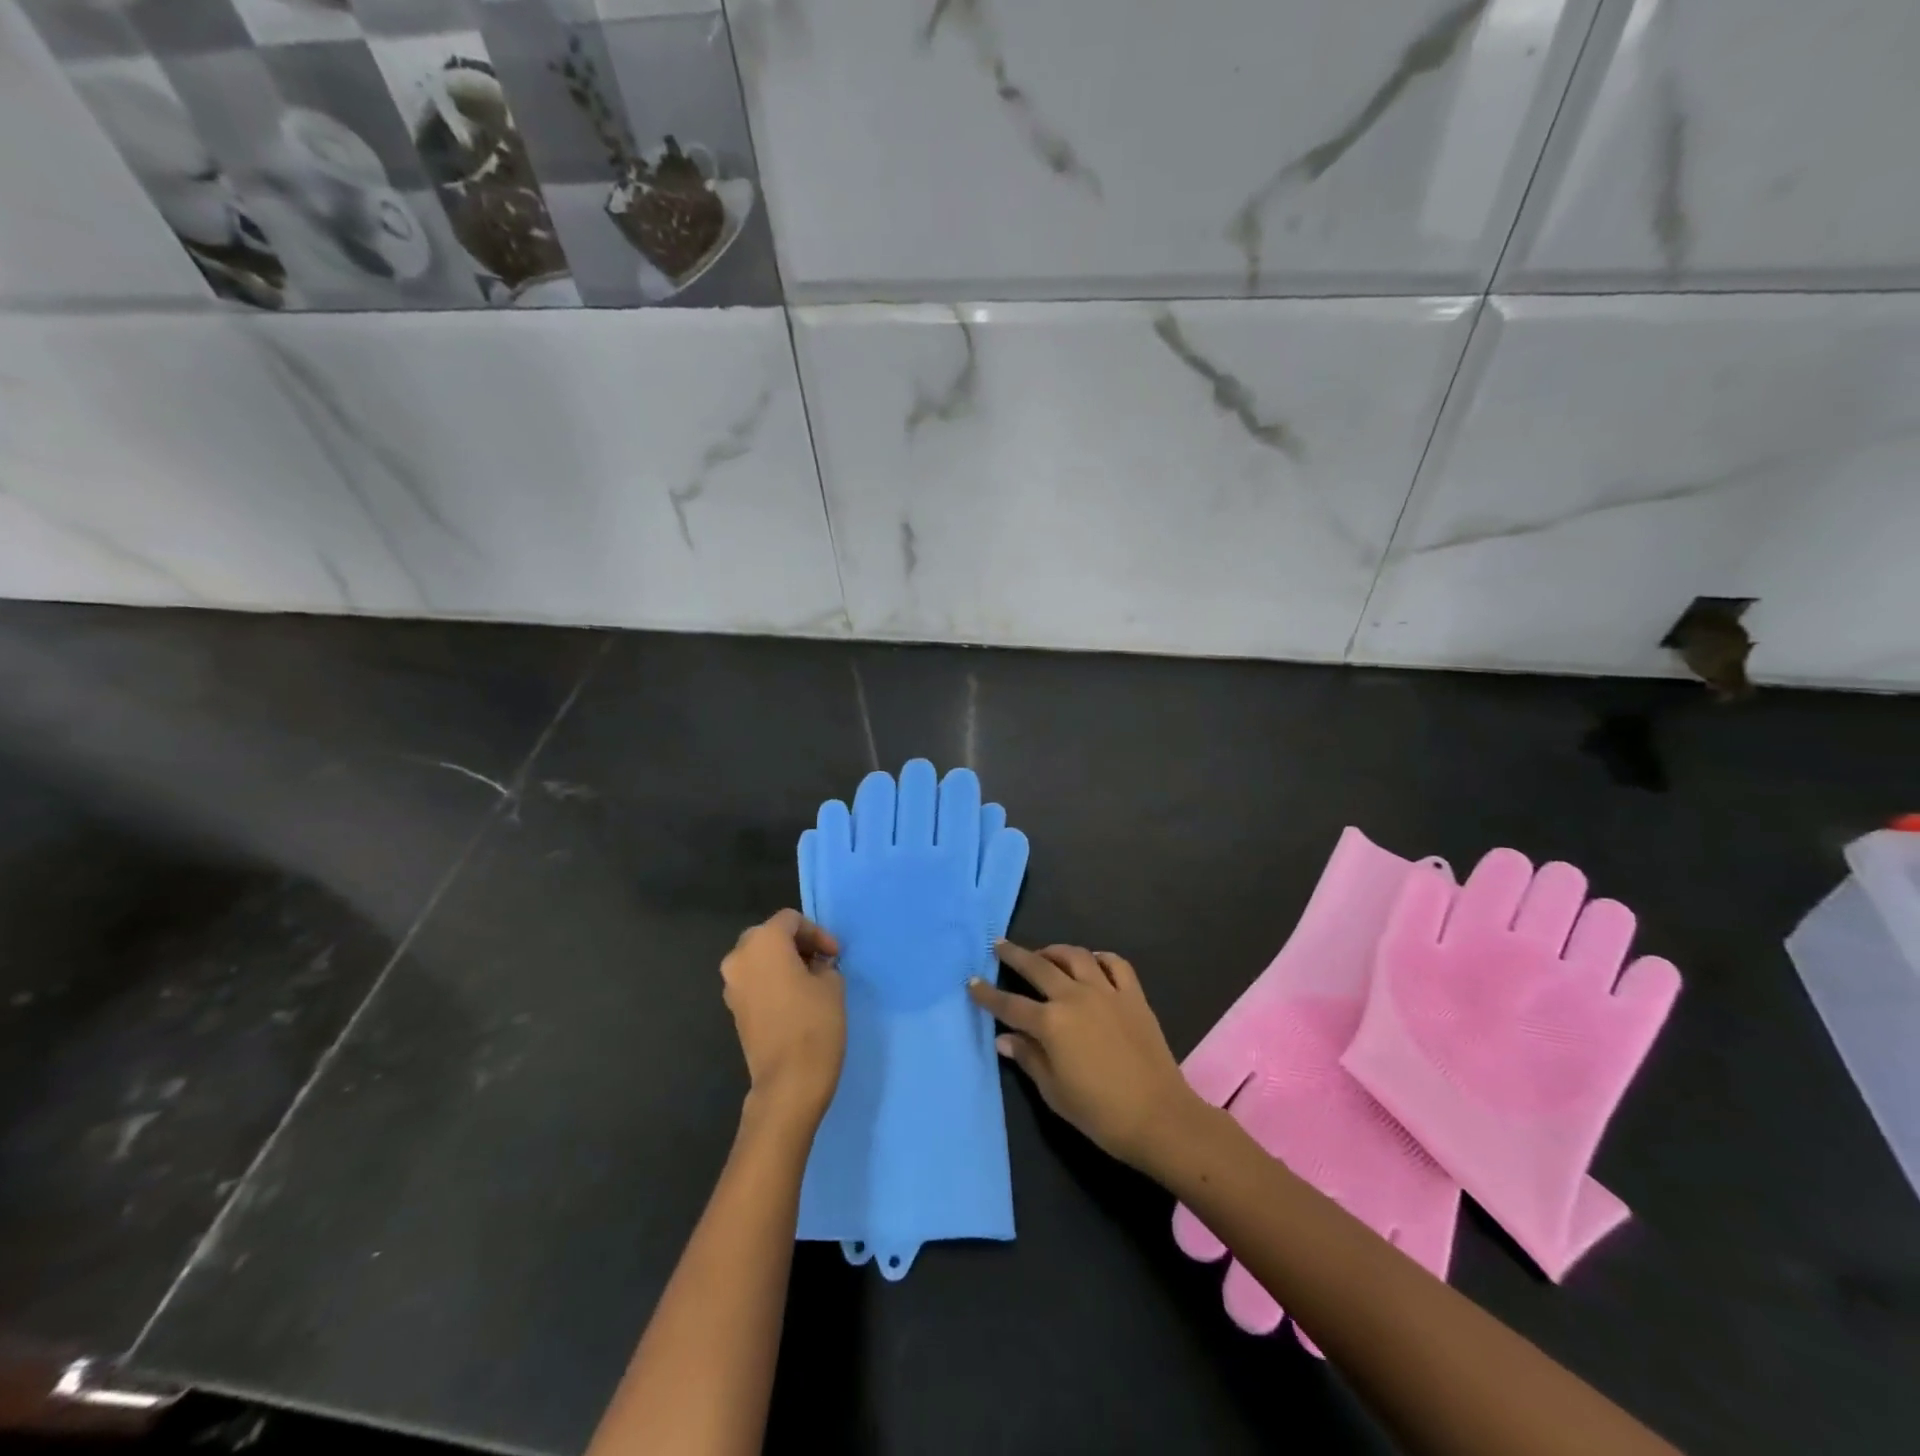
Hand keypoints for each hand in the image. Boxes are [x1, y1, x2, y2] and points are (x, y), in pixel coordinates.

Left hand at [721, 910, 845, 1124]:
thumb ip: (823, 964)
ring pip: (758, 959)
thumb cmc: (814, 1023)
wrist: (788, 1082)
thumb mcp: (832, 984)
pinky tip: (794, 998)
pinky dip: (772, 980)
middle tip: (821, 961)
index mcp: (763, 942)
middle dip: (796, 944)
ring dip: (783, 962)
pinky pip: (753, 981)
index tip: (835, 955)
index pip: (790, 921)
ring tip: (810, 979)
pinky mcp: (733, 1010)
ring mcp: (732, 985)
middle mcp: (739, 957)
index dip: (817, 933)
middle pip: (769, 935)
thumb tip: (814, 966)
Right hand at [968, 941, 1196, 1170]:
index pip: (1010, 1005)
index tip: (972, 982)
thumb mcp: (1054, 1092)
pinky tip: (1092, 962)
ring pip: (1076, 956)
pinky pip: (1115, 964)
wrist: (1159, 1117)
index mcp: (1051, 1023)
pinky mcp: (1134, 996)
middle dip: (1015, 955)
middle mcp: (1075, 997)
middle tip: (999, 945)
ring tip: (1044, 954)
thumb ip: (1028, 1058)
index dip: (988, 994)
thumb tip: (1004, 1039)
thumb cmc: (1100, 1112)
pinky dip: (1100, 958)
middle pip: (1038, 967)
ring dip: (1055, 951)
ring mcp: (1107, 992)